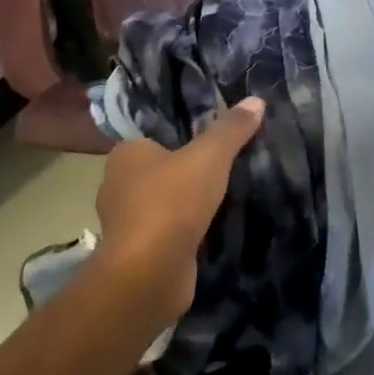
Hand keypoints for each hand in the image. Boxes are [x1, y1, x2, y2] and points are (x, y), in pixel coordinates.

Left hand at [95, 97, 264, 321]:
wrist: (149, 274)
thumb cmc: (171, 202)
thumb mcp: (210, 156)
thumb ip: (231, 129)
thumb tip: (256, 100)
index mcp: (125, 154)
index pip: (155, 138)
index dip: (181, 140)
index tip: (210, 145)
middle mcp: (117, 185)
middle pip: (158, 172)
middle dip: (184, 174)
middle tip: (222, 171)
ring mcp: (124, 223)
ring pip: (160, 205)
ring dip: (183, 207)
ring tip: (220, 202)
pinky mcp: (135, 255)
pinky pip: (164, 235)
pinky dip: (182, 234)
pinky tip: (208, 233)